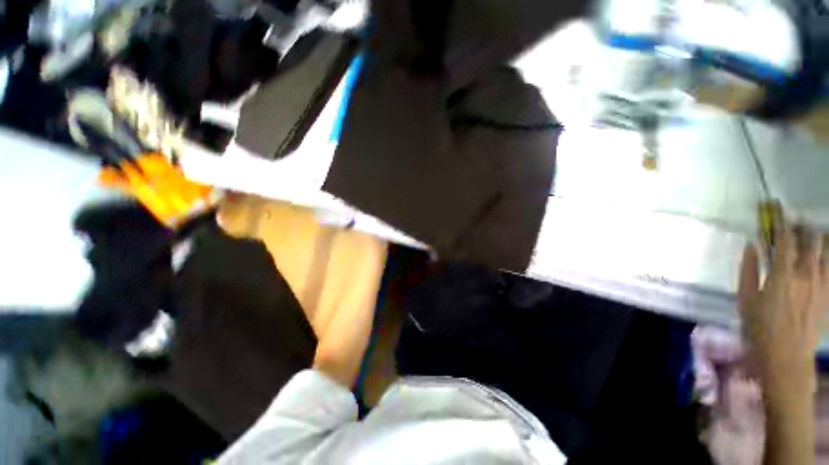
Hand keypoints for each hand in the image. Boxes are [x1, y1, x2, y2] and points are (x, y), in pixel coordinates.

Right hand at [738, 225, 828, 396]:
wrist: (786, 357)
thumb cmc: (759, 327)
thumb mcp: (745, 299)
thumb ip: (748, 270)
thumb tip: (752, 245)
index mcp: (782, 275)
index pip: (784, 239)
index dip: (781, 221)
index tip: (777, 209)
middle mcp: (806, 275)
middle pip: (810, 241)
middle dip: (803, 226)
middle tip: (797, 220)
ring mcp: (822, 285)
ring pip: (827, 252)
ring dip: (820, 238)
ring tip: (815, 232)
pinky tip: (825, 255)